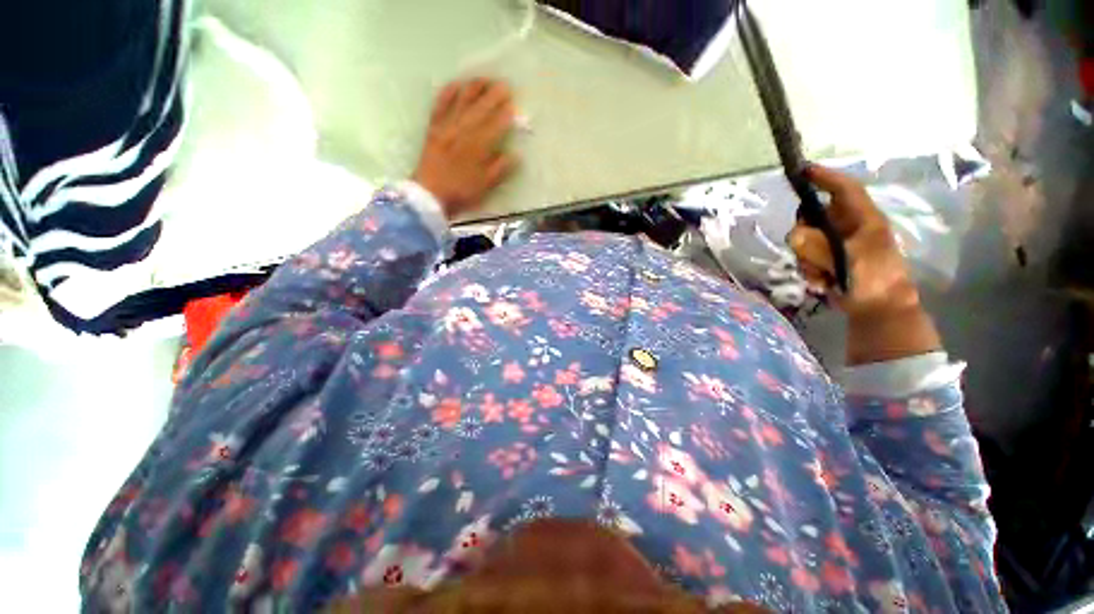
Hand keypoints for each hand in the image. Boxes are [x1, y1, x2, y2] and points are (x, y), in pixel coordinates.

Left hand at [412, 78, 517, 218]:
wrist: (430, 196)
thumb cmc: (461, 193)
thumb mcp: (485, 187)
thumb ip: (499, 169)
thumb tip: (515, 155)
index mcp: (477, 149)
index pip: (494, 127)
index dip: (504, 116)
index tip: (513, 106)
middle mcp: (462, 133)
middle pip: (480, 111)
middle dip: (493, 97)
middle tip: (504, 85)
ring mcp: (446, 129)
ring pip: (461, 104)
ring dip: (473, 90)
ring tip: (484, 79)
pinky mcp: (434, 129)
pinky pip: (440, 107)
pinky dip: (447, 94)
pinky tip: (455, 84)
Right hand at [788, 165, 918, 321]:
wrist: (878, 310)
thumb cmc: (873, 280)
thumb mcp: (848, 261)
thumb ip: (820, 247)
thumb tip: (794, 234)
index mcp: (863, 220)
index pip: (844, 190)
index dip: (825, 178)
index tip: (802, 171)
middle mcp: (848, 227)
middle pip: (815, 215)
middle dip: (805, 231)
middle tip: (803, 246)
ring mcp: (837, 244)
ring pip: (806, 239)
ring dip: (806, 258)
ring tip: (819, 275)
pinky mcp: (828, 259)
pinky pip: (806, 257)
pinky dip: (808, 269)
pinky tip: (820, 282)